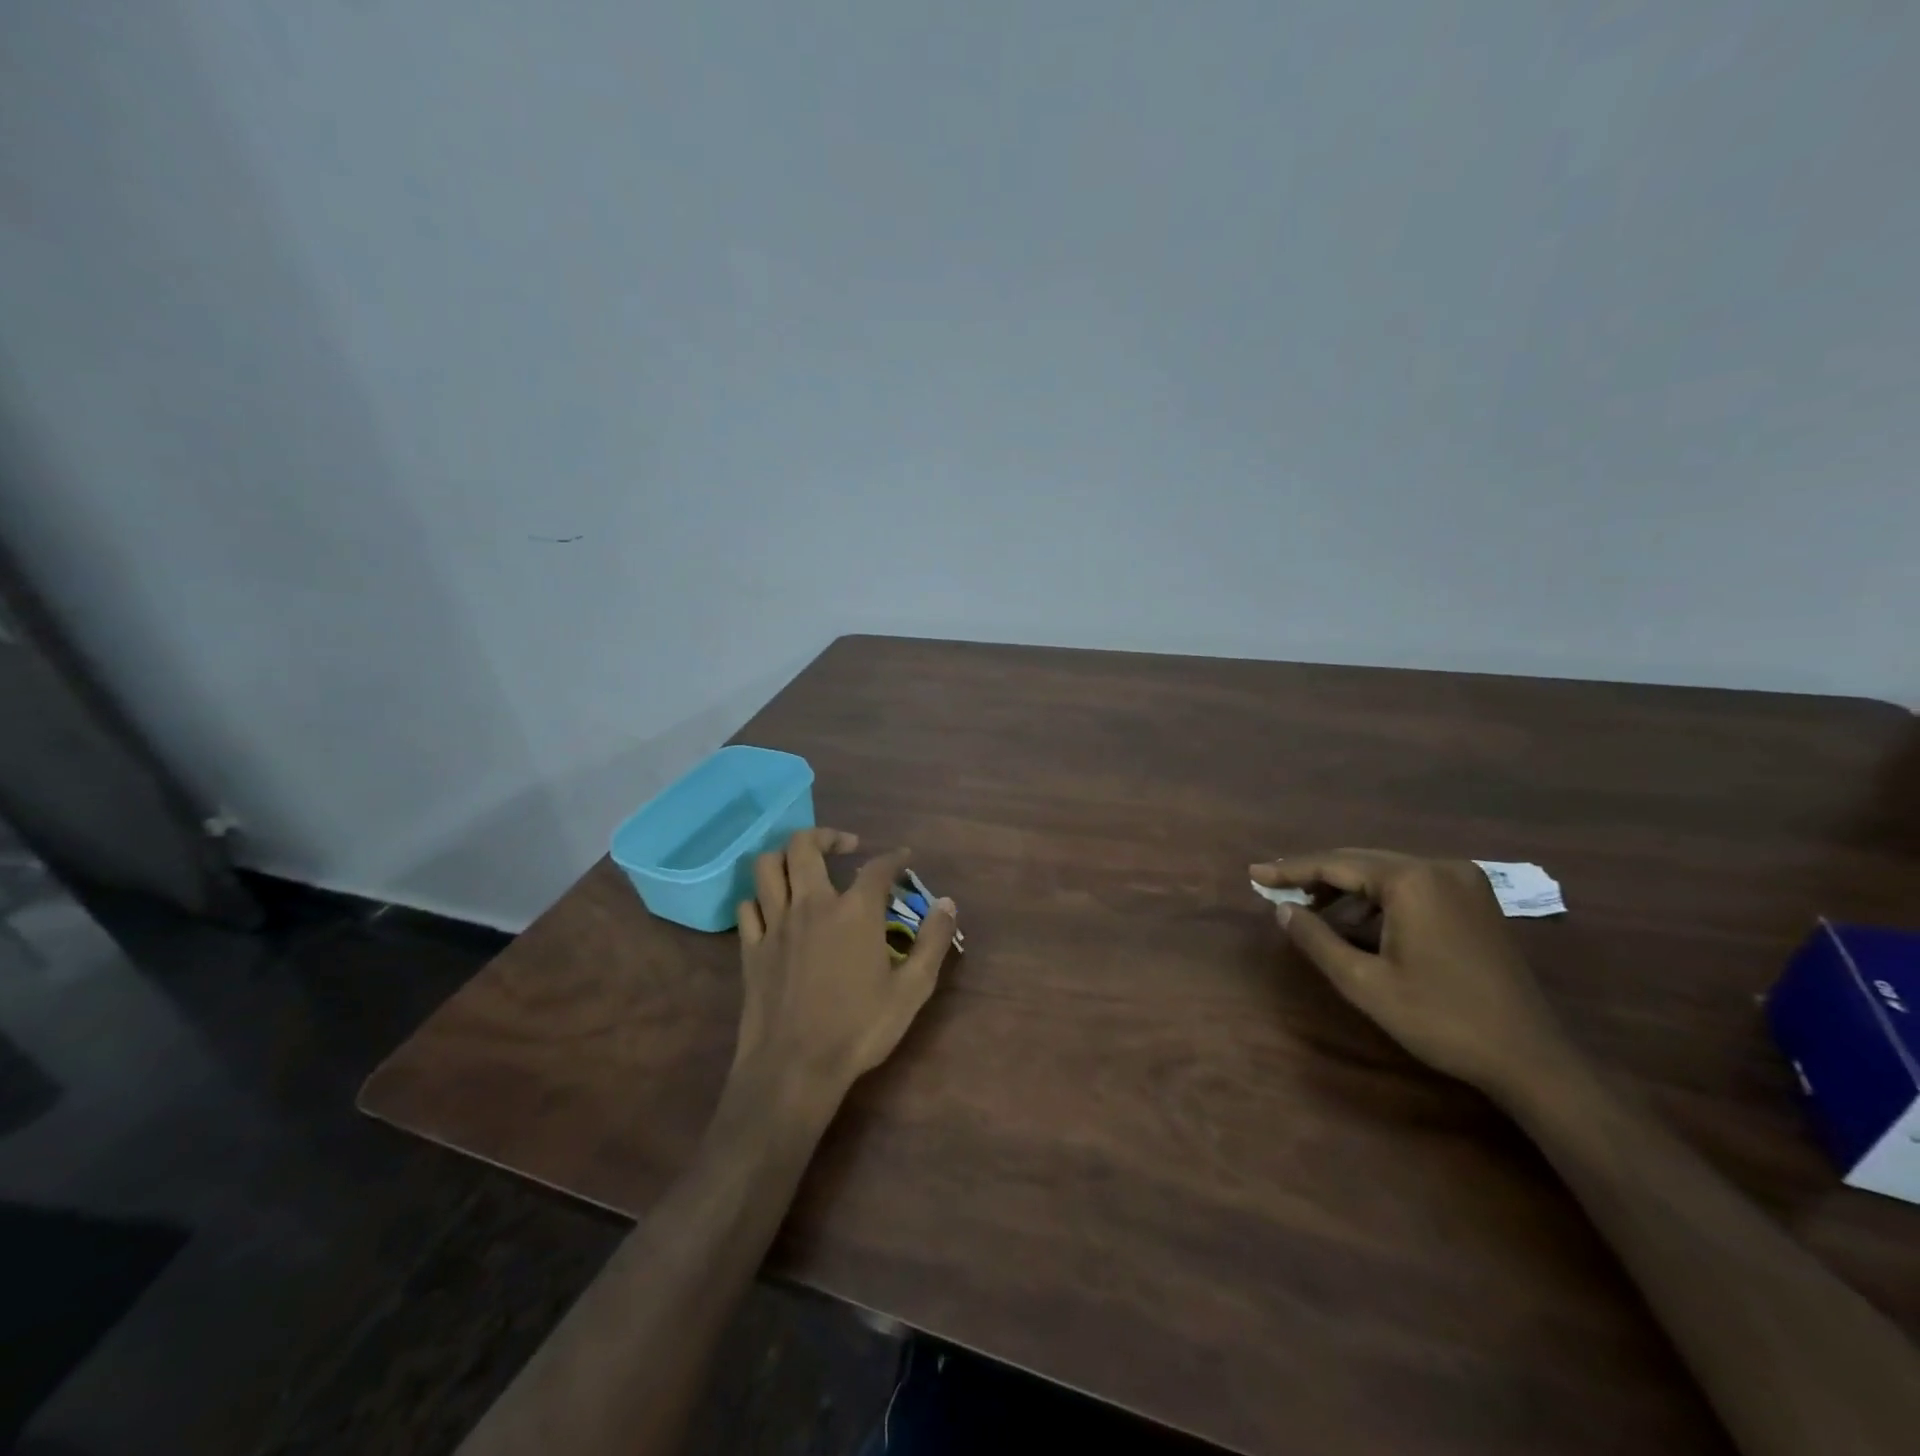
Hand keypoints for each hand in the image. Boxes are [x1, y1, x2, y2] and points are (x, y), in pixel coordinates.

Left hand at [729, 829, 957, 1111]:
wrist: (793, 1069)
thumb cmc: (858, 1029)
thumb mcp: (912, 990)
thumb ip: (933, 941)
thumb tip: (948, 903)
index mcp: (854, 911)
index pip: (877, 867)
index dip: (894, 857)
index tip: (903, 858)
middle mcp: (811, 904)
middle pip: (805, 845)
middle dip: (828, 836)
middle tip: (846, 847)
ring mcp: (775, 924)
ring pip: (767, 865)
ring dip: (787, 856)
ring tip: (805, 866)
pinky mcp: (750, 948)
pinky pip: (748, 905)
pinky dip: (762, 896)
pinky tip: (776, 908)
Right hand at [1250, 850, 1569, 1097]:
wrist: (1530, 1059)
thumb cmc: (1440, 1019)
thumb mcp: (1364, 983)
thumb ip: (1316, 939)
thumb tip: (1282, 910)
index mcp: (1412, 880)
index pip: (1336, 864)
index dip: (1291, 870)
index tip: (1254, 874)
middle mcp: (1439, 867)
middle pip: (1361, 861)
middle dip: (1316, 876)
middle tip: (1275, 889)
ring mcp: (1463, 882)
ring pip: (1386, 872)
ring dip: (1346, 889)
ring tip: (1310, 910)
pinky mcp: (1476, 901)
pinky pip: (1412, 886)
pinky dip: (1378, 899)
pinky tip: (1357, 922)